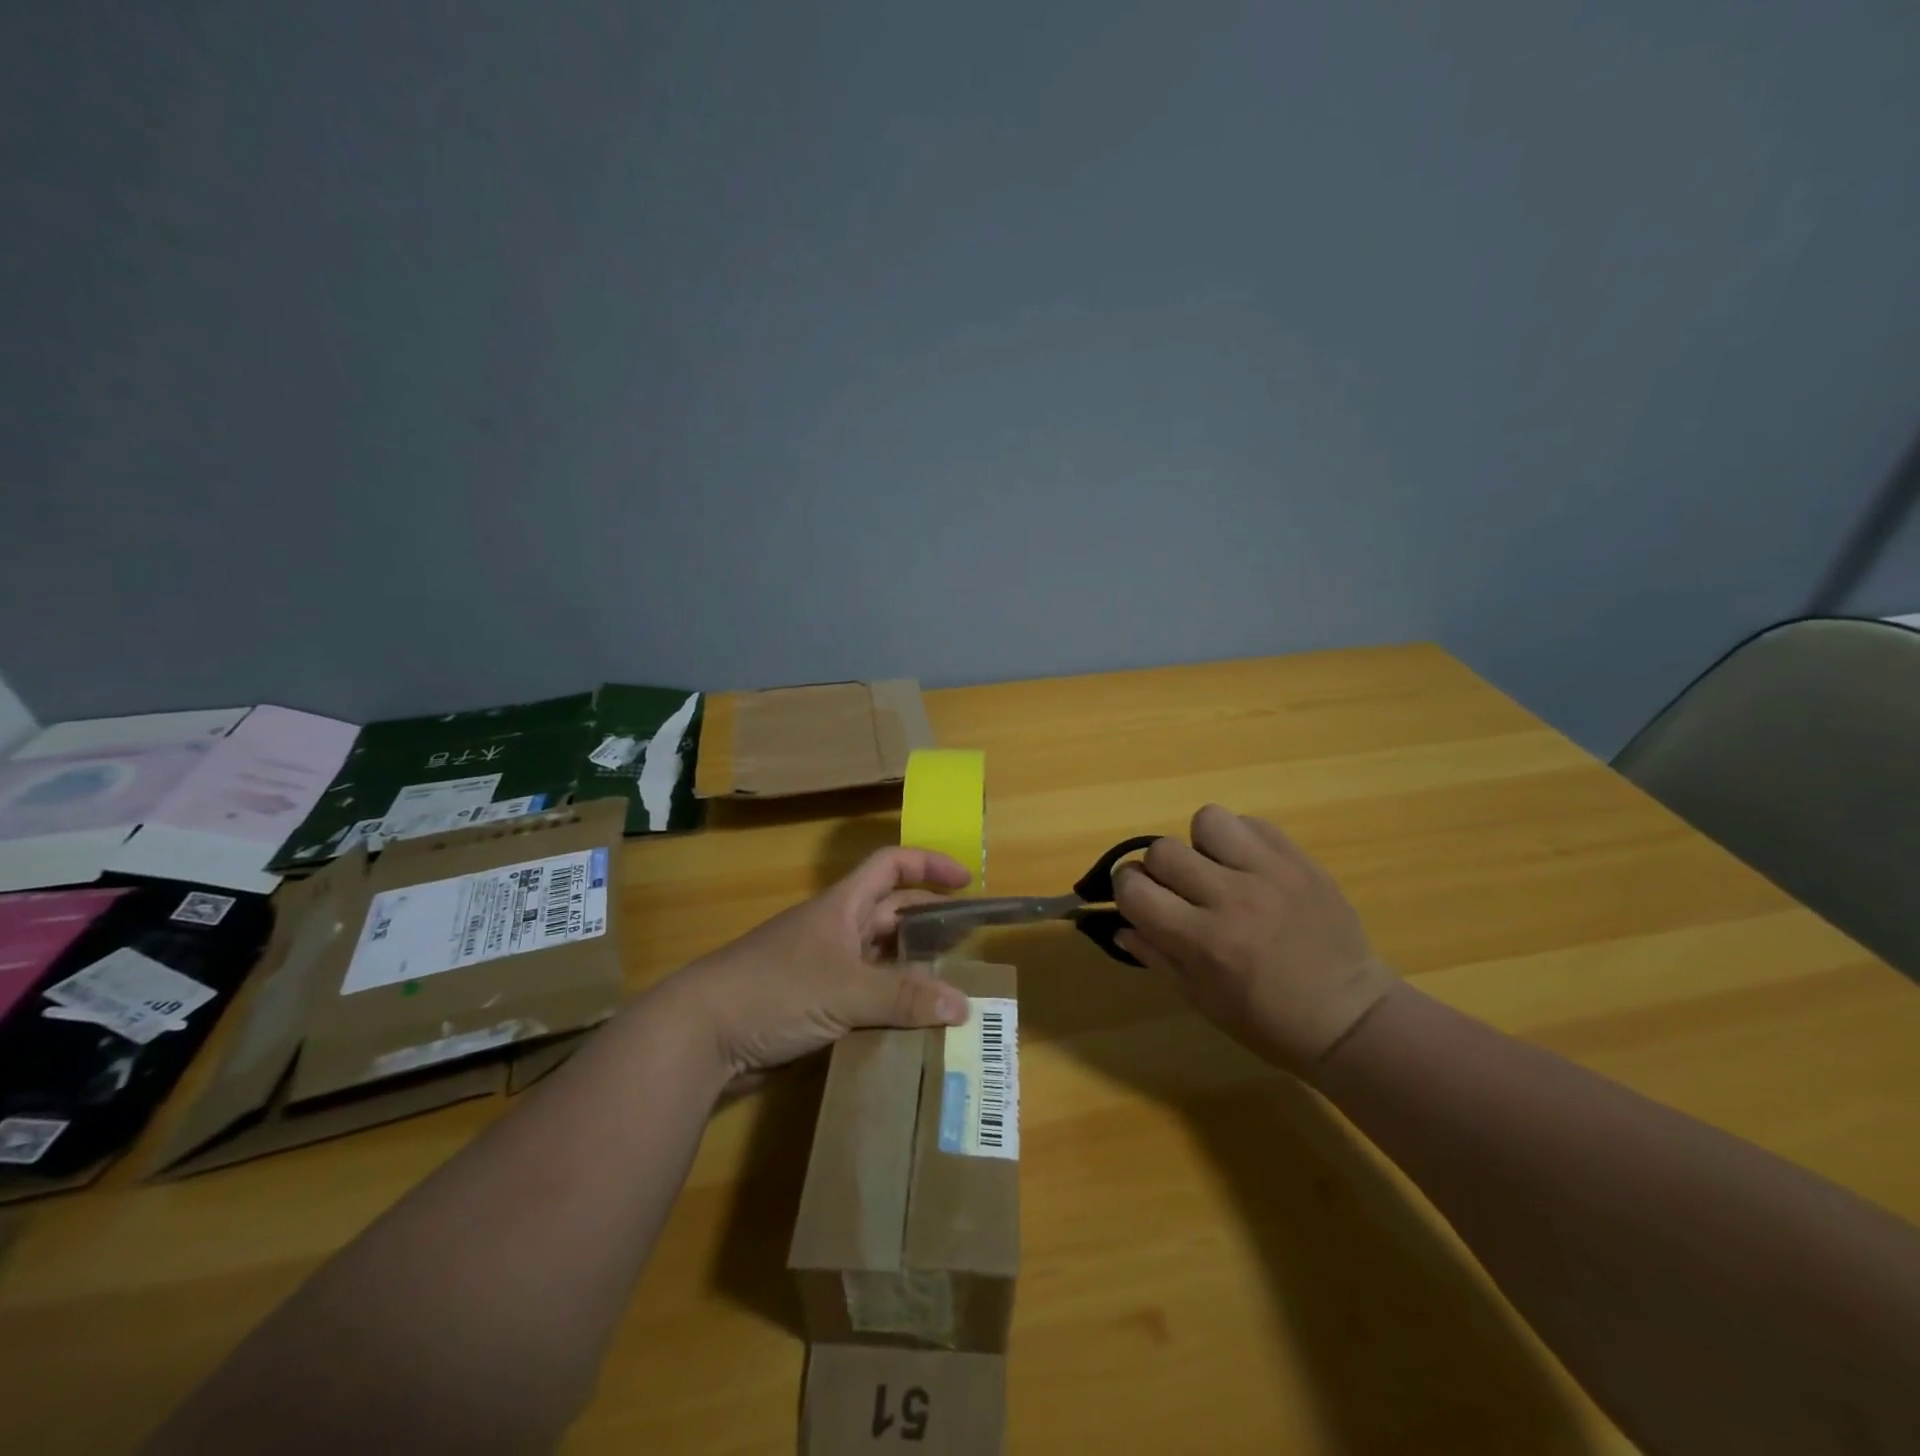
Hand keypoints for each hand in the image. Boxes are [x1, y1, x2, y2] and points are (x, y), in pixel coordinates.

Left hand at [655, 847, 973, 1081]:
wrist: (702, 1034)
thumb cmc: (776, 989)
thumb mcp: (846, 989)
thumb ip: (905, 997)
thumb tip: (964, 1006)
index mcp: (842, 906)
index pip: (891, 866)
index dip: (928, 865)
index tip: (966, 882)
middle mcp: (836, 930)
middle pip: (891, 914)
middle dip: (930, 923)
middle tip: (969, 945)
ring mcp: (824, 968)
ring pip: (880, 960)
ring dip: (913, 971)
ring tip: (952, 990)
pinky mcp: (814, 1005)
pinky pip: (865, 997)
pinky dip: (890, 1006)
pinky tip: (913, 1027)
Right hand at [1112, 804, 1397, 1073]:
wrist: (1349, 1017)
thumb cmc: (1267, 1021)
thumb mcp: (1200, 999)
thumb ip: (1155, 954)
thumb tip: (1119, 923)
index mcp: (1203, 941)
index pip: (1134, 888)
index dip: (1128, 891)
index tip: (1141, 901)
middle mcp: (1231, 899)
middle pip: (1163, 850)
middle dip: (1160, 870)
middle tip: (1180, 891)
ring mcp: (1269, 873)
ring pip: (1207, 820)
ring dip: (1202, 845)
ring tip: (1218, 871)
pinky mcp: (1299, 860)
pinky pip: (1252, 823)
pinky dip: (1241, 840)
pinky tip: (1250, 868)